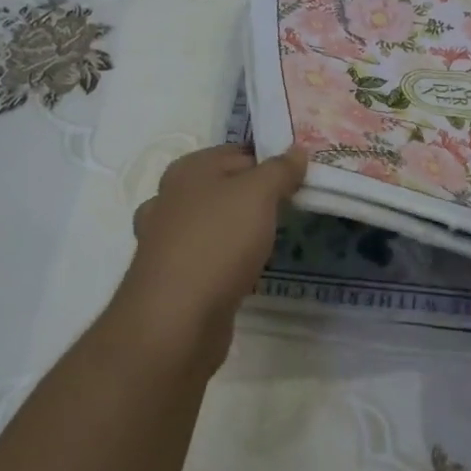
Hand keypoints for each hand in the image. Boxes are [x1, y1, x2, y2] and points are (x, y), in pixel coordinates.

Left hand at [111, 143, 307, 369]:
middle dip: (256, 194)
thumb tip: (297, 150)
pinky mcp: (173, 277)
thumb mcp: (258, 194)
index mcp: (187, 170)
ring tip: (273, 237)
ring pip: (213, 223)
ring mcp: (167, 240)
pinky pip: (208, 256)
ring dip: (240, 228)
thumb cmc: (217, 242)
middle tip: (294, 205)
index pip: (237, 152)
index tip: (302, 175)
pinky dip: (228, 258)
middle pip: (223, 187)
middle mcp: (170, 199)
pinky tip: (248, 269)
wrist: (176, 320)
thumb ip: (279, 170)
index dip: (270, 160)